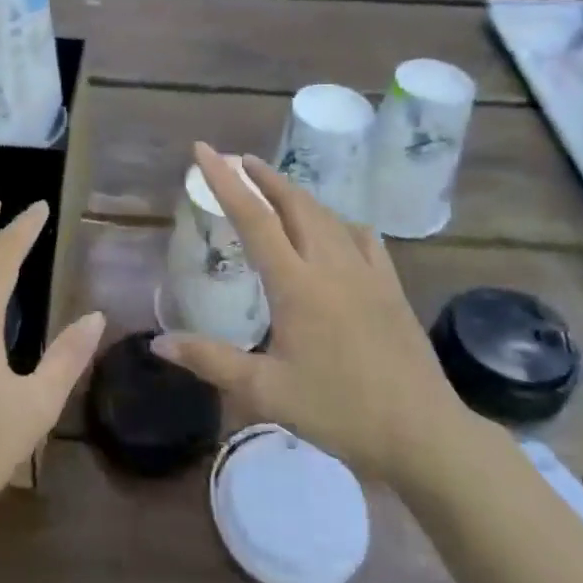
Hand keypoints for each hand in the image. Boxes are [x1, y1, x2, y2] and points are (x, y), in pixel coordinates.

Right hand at [151, 144, 469, 490]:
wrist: (423, 432)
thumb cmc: (339, 411)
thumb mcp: (266, 392)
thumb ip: (210, 361)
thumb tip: (159, 343)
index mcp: (296, 283)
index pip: (253, 217)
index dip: (225, 180)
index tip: (204, 150)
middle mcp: (331, 265)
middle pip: (294, 202)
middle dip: (264, 176)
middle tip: (240, 161)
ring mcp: (366, 272)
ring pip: (327, 215)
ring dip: (296, 194)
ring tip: (276, 188)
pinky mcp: (390, 286)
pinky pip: (361, 237)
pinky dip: (338, 222)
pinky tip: (335, 230)